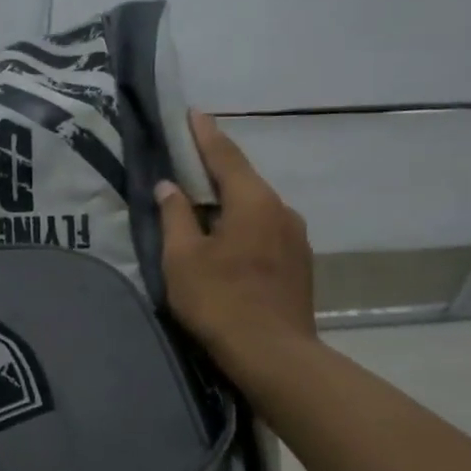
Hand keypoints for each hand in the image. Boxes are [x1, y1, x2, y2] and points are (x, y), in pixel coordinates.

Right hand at [153, 111, 316, 384]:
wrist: (274, 356)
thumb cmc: (220, 301)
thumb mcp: (183, 258)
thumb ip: (175, 217)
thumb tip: (170, 187)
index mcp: (253, 202)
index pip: (226, 156)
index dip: (205, 135)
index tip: (194, 113)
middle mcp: (281, 211)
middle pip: (244, 180)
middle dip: (216, 170)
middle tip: (189, 162)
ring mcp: (296, 239)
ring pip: (257, 208)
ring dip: (231, 202)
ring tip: (205, 207)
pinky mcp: (300, 264)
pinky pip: (266, 231)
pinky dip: (244, 226)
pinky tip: (228, 242)